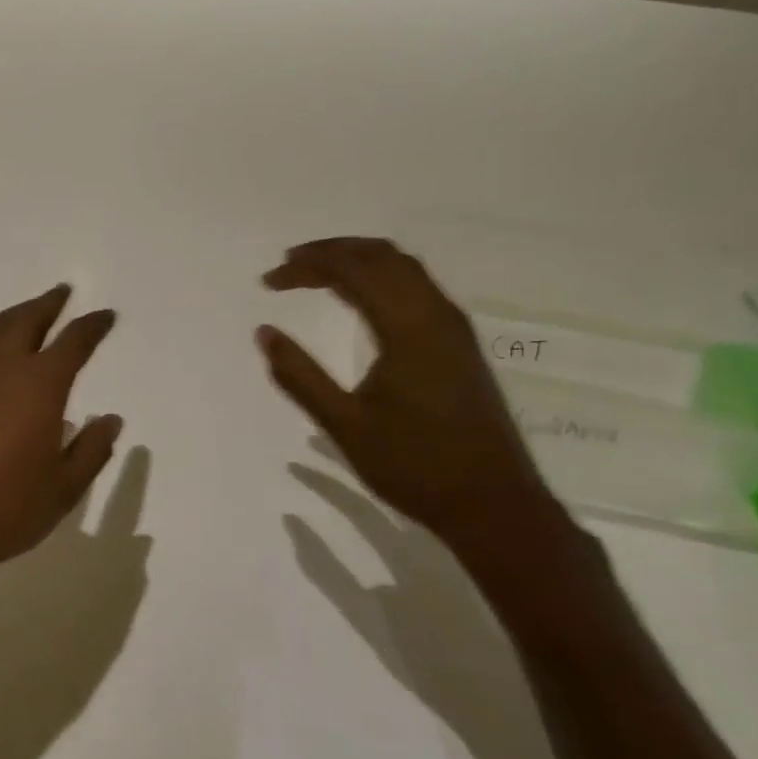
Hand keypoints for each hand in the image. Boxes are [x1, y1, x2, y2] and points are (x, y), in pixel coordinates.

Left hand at [0, 286, 123, 631]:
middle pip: (27, 320)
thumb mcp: (62, 489)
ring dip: (17, 313)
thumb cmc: (3, 510)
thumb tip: (110, 419)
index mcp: (39, 385)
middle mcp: (2, 367)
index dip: (92, 326)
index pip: (73, 342)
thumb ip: (91, 450)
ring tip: (31, 311)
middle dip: (49, 304)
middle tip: (64, 293)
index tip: (106, 316)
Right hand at [257, 238, 571, 569]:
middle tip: (288, 266)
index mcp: (410, 329)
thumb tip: (263, 333)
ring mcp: (454, 329)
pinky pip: (416, 288)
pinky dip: (380, 279)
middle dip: (332, 252)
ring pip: (404, 269)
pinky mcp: (459, 345)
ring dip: (358, 261)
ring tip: (316, 275)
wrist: (494, 506)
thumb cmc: (415, 466)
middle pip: (382, 256)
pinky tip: (358, 301)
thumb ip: (300, 376)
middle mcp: (437, 316)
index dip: (308, 265)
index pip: (354, 270)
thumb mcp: (345, 425)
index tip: (269, 280)